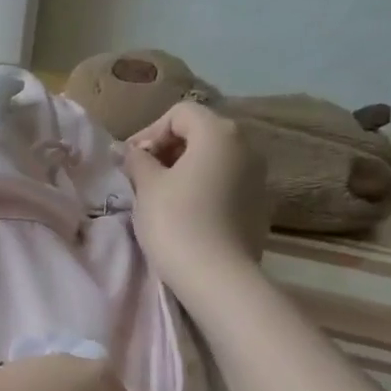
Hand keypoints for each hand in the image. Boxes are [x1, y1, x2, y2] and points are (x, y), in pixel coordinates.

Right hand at [121, 100, 270, 284]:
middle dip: (168, 148)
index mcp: (219, 133)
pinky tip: (186, 212)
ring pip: (215, 159)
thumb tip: (131, 151)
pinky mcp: (260, 205)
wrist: (217, 277)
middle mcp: (246, 146)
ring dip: (186, 168)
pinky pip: (227, 183)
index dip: (150, 131)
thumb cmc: (176, 221)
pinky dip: (204, 187)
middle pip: (201, 132)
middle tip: (141, 174)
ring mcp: (259, 177)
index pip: (180, 113)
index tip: (130, 159)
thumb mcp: (147, 186)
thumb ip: (138, 159)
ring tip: (161, 194)